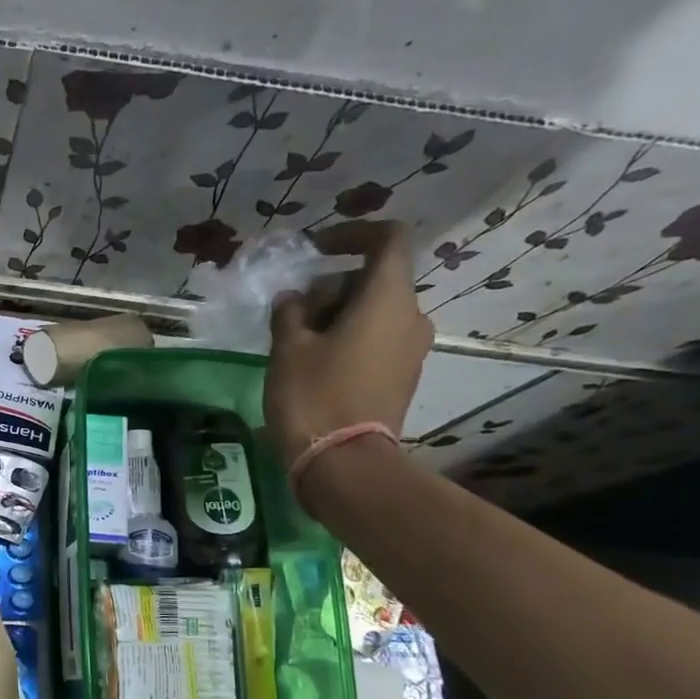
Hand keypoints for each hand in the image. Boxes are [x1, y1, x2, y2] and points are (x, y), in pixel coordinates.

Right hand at [265, 220, 430, 466]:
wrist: (344, 464)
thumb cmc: (314, 395)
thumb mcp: (288, 347)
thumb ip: (290, 312)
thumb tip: (293, 300)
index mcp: (388, 298)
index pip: (388, 239)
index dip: (352, 234)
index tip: (316, 249)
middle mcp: (411, 317)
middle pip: (374, 279)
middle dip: (331, 286)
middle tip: (291, 311)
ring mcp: (411, 350)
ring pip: (374, 311)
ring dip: (337, 314)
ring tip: (296, 339)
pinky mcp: (402, 377)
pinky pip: (377, 340)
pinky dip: (349, 337)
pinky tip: (314, 362)